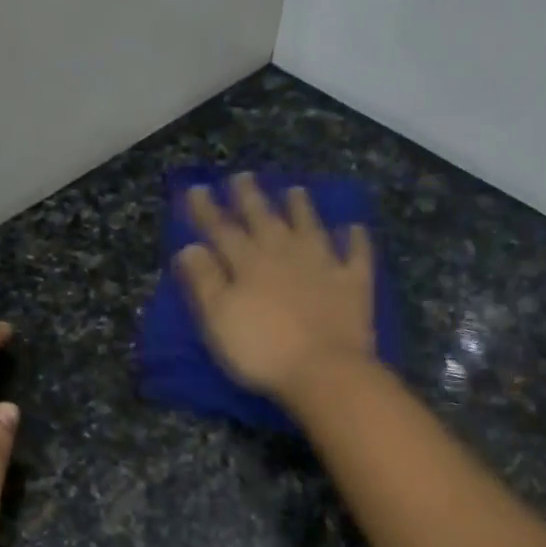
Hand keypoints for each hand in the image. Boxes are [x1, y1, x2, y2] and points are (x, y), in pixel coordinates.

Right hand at [174, 173, 375, 398]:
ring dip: (301, 208)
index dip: (208, 210)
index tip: (196, 189)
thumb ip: (204, 281)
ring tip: (295, 190)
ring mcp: (323, 265)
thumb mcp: (219, 319)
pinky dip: (355, 240)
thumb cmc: (262, 350)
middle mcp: (285, 254)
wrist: (324, 370)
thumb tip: (190, 247)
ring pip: (310, 227)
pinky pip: (356, 255)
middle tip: (243, 176)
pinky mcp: (353, 284)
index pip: (222, 231)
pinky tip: (354, 229)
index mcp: (249, 264)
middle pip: (265, 220)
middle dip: (251, 198)